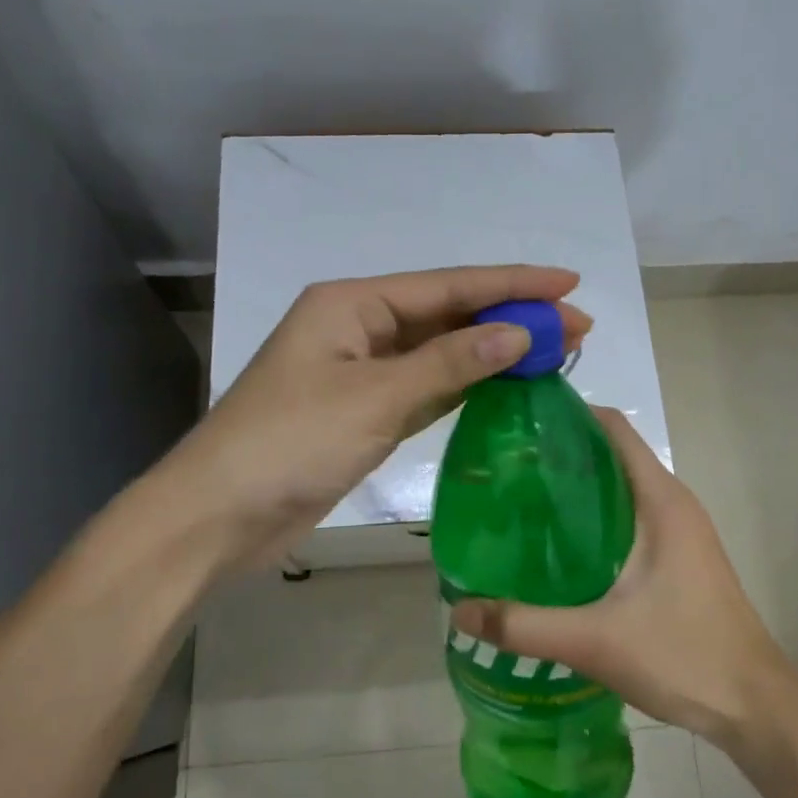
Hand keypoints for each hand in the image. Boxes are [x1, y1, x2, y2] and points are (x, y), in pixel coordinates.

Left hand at [163, 266, 591, 573]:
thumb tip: (518, 332)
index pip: (448, 286)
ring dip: (492, 352)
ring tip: (554, 351)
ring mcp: (361, 372)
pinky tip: (505, 384)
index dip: (511, 283)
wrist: (220, 515)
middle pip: (447, 315)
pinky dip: (465, 386)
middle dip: (510, 317)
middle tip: (577, 325)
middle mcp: (358, 327)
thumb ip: (449, 364)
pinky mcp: (364, 413)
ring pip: (440, 353)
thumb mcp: (375, 397)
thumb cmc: (291, 443)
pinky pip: (426, 388)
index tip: (568, 282)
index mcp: (352, 303)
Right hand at [448, 407, 797, 745]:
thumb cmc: (684, 656)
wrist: (754, 707)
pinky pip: (627, 518)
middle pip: (610, 454)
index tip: (516, 424)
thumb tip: (458, 610)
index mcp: (660, 499)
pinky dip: (592, 518)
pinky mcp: (677, 557)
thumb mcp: (595, 640)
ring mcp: (678, 531)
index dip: (566, 415)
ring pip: (618, 488)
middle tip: (502, 469)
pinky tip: (556, 548)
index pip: (612, 427)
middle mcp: (672, 503)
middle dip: (558, 454)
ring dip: (574, 489)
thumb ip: (523, 625)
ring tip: (519, 503)